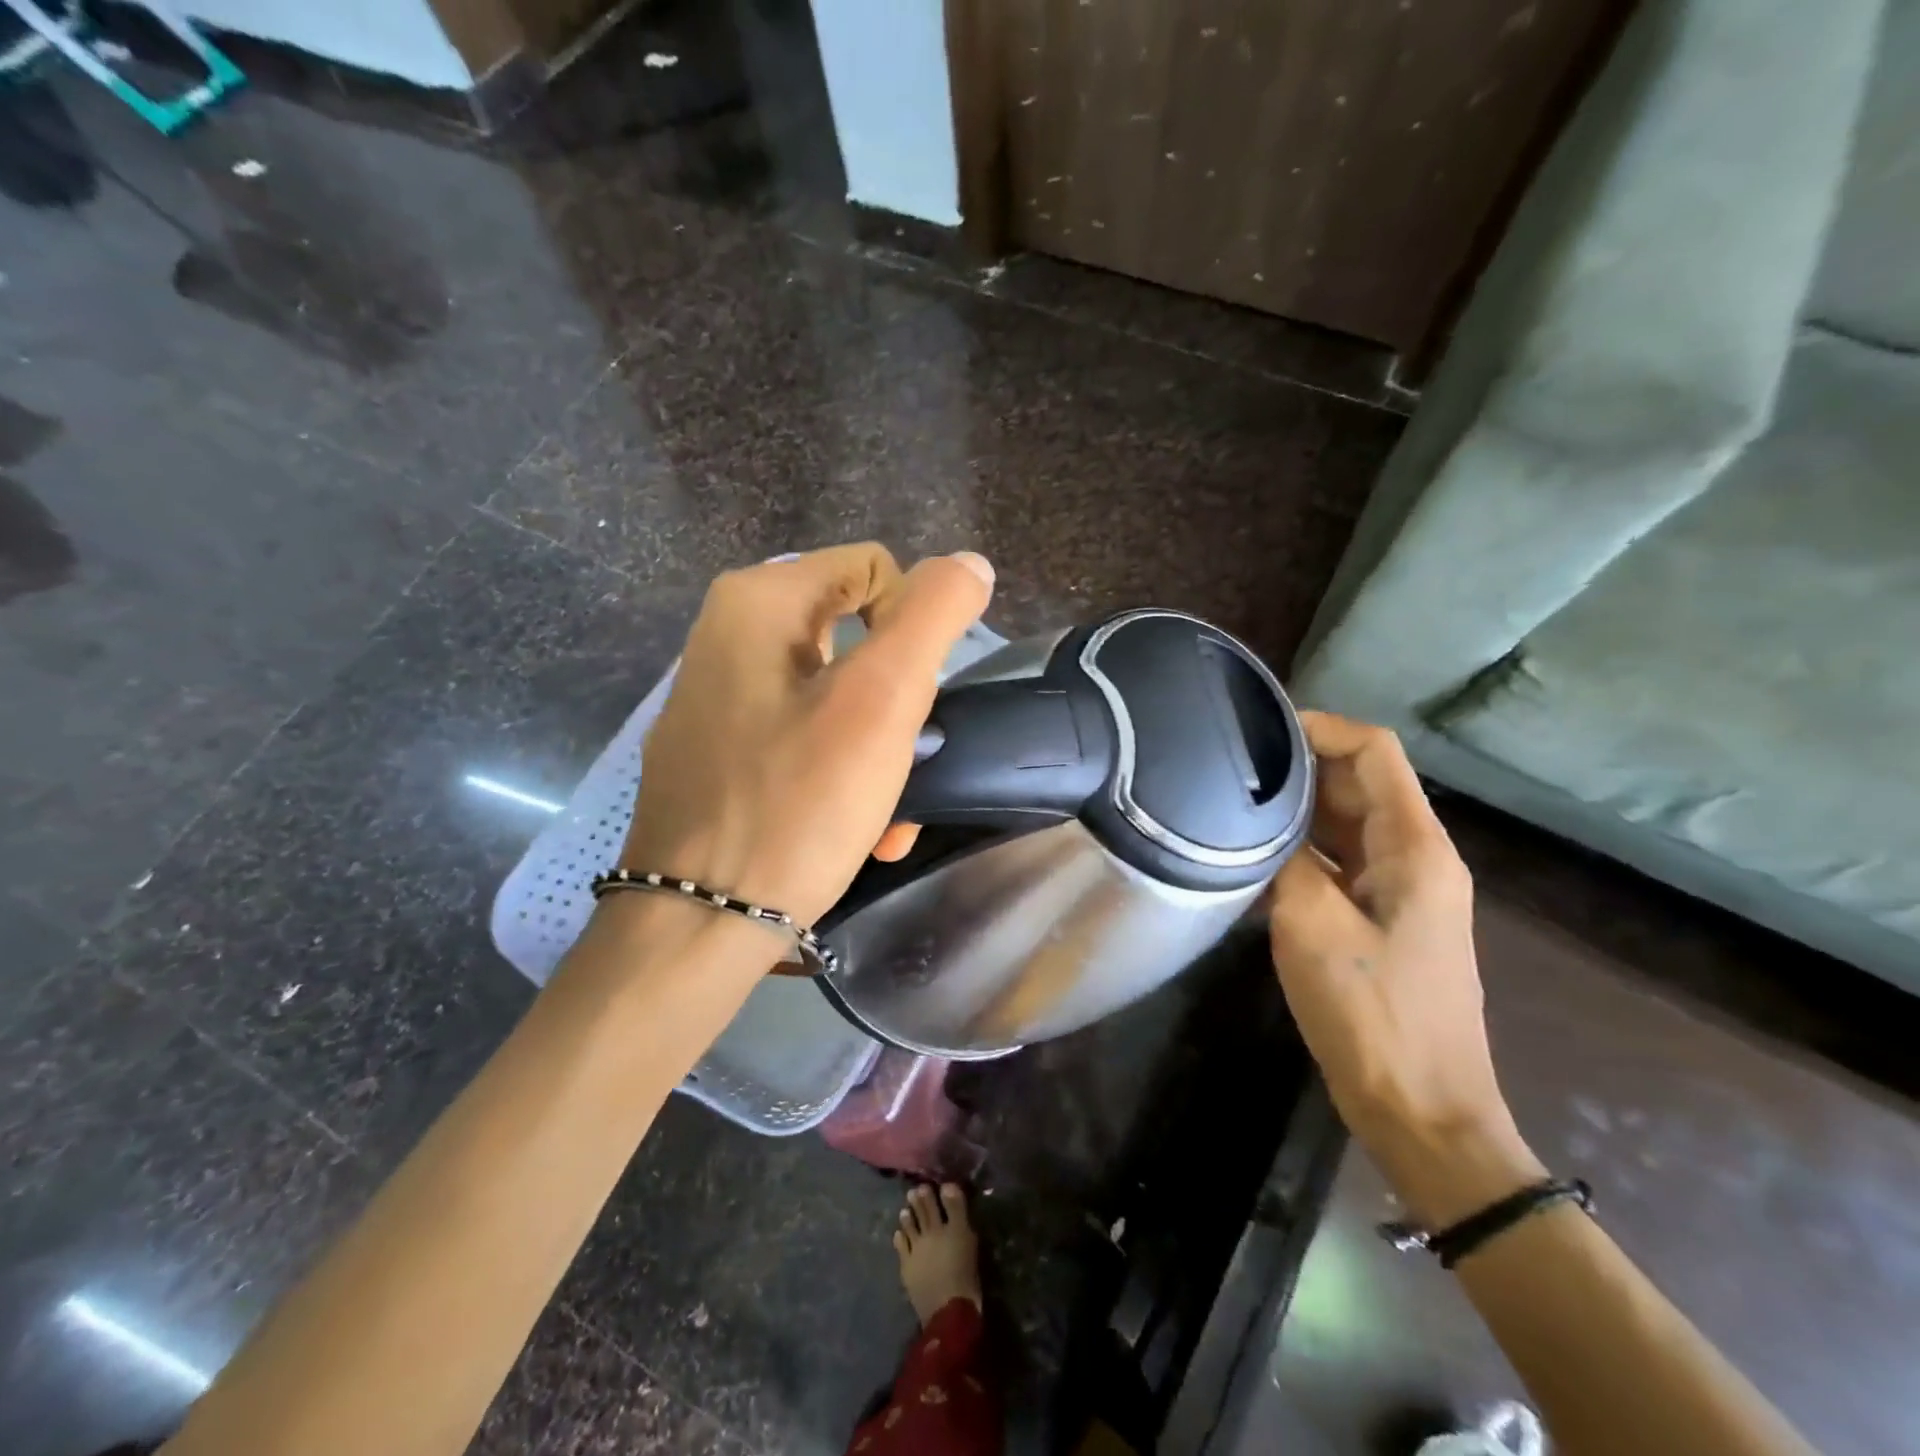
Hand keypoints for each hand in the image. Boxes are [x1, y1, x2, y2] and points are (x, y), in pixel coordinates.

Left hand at [620, 543, 993, 937]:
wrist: (699, 924)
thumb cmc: (798, 804)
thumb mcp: (882, 700)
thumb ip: (933, 616)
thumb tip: (967, 564)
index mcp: (756, 603)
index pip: (875, 571)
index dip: (914, 629)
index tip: (913, 702)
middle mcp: (726, 637)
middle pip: (857, 640)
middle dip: (900, 705)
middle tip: (907, 763)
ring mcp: (717, 700)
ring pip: (836, 697)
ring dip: (880, 751)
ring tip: (892, 817)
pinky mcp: (717, 754)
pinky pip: (801, 739)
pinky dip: (840, 773)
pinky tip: (860, 828)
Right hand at [1268, 712, 1539, 1221]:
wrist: (1421, 1112)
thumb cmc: (1373, 1013)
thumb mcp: (1312, 925)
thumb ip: (1286, 858)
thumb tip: (1259, 819)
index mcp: (1415, 847)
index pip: (1374, 752)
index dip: (1320, 727)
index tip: (1256, 729)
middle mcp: (1413, 857)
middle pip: (1357, 783)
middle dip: (1296, 766)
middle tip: (1224, 766)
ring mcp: (1397, 891)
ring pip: (1342, 825)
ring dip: (1292, 811)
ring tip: (1226, 804)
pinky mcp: (1376, 920)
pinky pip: (1334, 864)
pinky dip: (1296, 853)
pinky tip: (1247, 862)